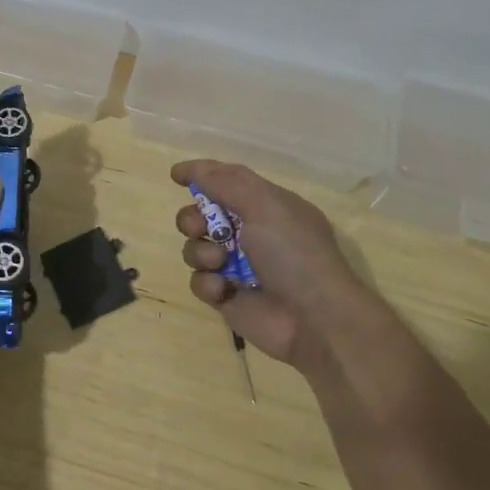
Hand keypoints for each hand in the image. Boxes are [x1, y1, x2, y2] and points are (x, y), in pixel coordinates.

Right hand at [171, 159, 373, 376]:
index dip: (202, 174)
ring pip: (195, 247)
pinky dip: (207, 282)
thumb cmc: (294, 253)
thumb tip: (196, 170)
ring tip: (219, 262)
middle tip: (200, 227)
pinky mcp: (226, 295)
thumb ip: (226, 184)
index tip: (175, 175)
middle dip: (192, 218)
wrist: (314, 319)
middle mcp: (250, 232)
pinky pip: (199, 281)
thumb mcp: (265, 206)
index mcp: (266, 206)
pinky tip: (223, 289)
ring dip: (200, 251)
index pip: (228, 180)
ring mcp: (236, 265)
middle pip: (202, 214)